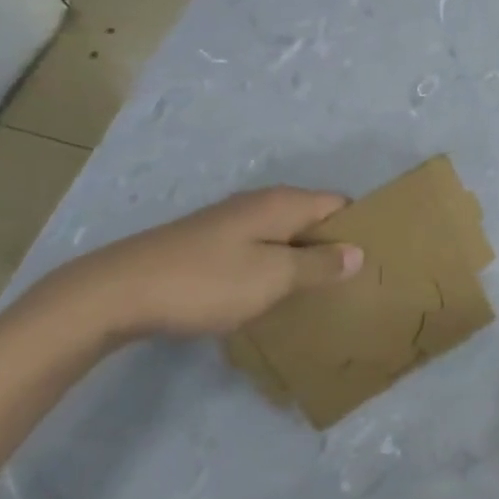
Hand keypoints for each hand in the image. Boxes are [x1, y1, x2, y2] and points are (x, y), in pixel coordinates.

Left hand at [34, 187, 363, 344]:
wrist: (119, 292)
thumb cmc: (206, 281)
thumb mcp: (272, 276)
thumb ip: (318, 263)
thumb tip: (358, 252)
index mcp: (283, 204)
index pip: (339, 204)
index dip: (361, 227)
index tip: (380, 260)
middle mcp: (262, 204)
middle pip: (314, 218)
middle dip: (336, 246)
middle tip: (357, 284)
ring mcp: (234, 223)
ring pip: (287, 235)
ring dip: (306, 259)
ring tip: (324, 294)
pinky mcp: (213, 244)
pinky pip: (263, 249)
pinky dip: (278, 267)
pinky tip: (277, 295)